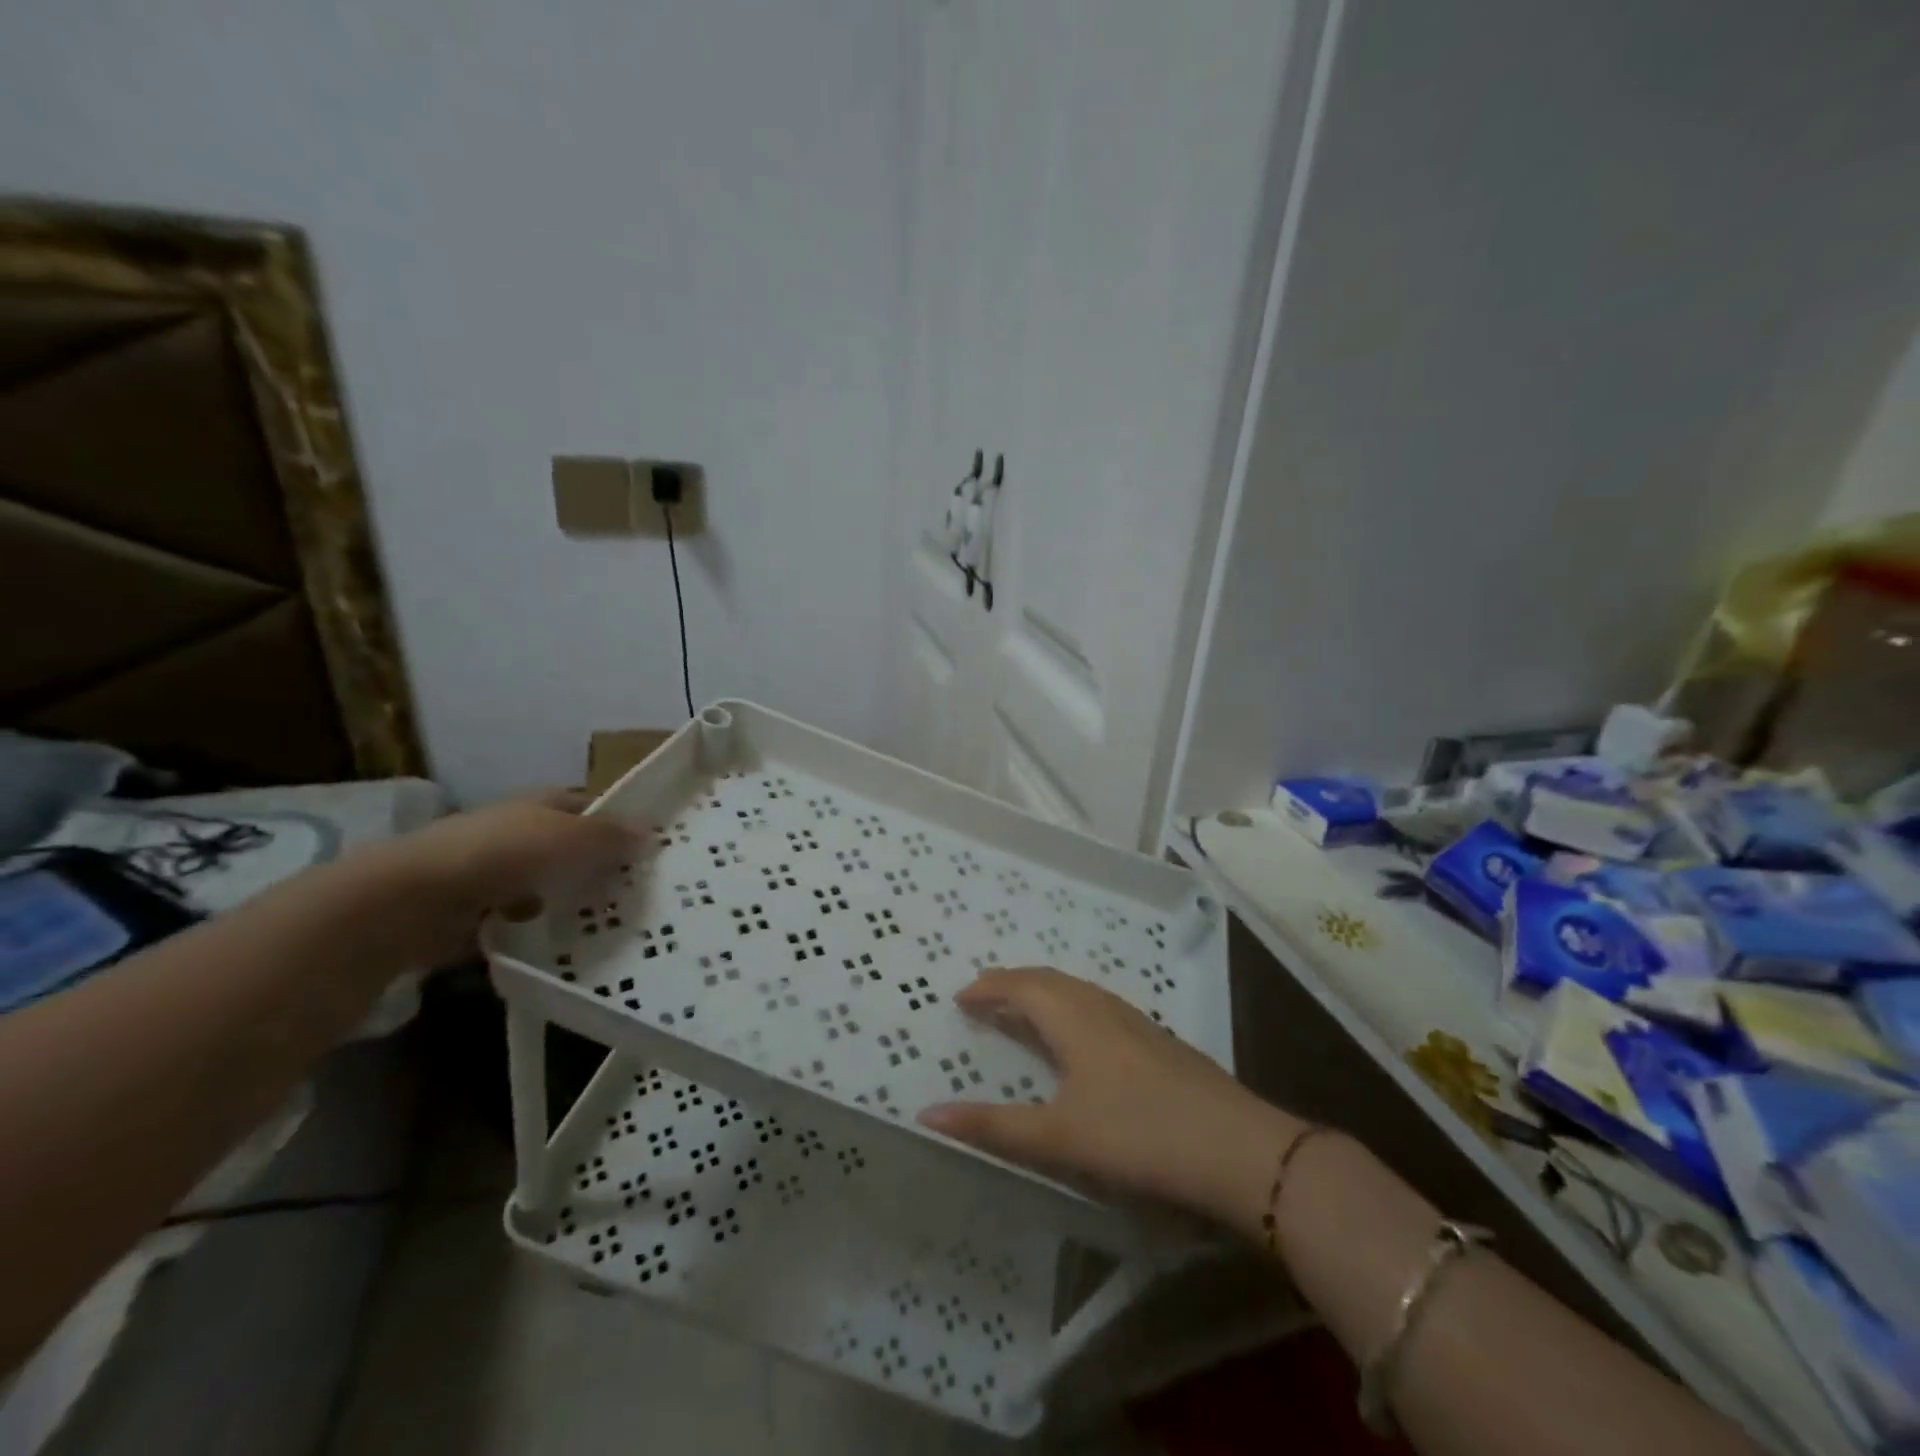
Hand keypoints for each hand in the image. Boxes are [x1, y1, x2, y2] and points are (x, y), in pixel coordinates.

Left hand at [377, 791, 639, 964]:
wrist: (414, 901)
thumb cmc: (504, 854)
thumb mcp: (573, 838)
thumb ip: (613, 836)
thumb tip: (652, 832)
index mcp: (542, 804)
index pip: (591, 808)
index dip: (618, 825)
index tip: (648, 853)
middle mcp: (519, 831)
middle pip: (570, 849)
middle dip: (598, 869)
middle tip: (636, 895)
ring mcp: (495, 872)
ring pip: (548, 886)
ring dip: (570, 903)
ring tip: (606, 926)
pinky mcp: (476, 912)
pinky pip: (522, 920)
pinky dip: (539, 930)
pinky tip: (561, 946)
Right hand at [917, 967, 1300, 1229]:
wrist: (1237, 1149)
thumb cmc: (1138, 1136)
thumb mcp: (1058, 1137)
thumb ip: (993, 1126)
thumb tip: (927, 1114)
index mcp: (1073, 1017)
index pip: (1021, 986)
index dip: (988, 988)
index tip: (960, 996)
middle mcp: (1102, 1007)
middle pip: (1049, 982)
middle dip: (1013, 984)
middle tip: (985, 995)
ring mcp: (1136, 1022)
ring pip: (1078, 992)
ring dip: (1044, 994)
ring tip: (1024, 1009)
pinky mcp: (1158, 1042)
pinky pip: (1099, 1007)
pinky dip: (1071, 1009)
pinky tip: (1081, 1037)